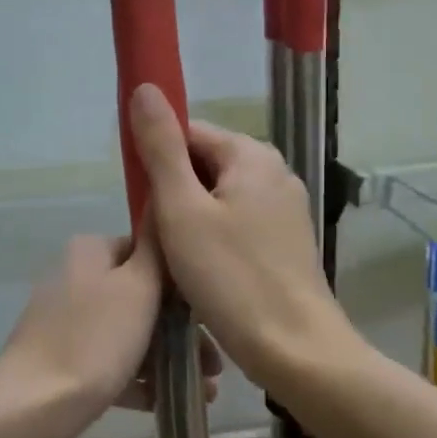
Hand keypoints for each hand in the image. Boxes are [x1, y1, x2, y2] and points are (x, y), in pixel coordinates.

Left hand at [0, 234, 219, 437]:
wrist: (33, 407)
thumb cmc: (95, 339)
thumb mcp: (138, 285)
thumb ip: (156, 246)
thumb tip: (163, 201)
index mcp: (90, 252)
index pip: (148, 253)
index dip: (183, 283)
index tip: (212, 315)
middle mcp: (75, 279)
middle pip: (142, 297)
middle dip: (182, 330)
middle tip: (215, 363)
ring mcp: (66, 322)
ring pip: (129, 333)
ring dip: (168, 356)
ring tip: (205, 389)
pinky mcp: (63, 361)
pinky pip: (110, 363)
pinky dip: (140, 378)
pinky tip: (170, 401)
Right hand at [129, 84, 362, 394]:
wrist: (295, 349)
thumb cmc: (232, 278)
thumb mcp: (182, 210)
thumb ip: (161, 148)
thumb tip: (144, 88)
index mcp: (253, 155)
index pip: (189, 133)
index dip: (156, 161)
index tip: (141, 202)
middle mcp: (275, 173)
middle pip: (204, 166)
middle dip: (173, 196)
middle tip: (158, 239)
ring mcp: (285, 209)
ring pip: (218, 200)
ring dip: (190, 222)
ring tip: (177, 260)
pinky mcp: (287, 243)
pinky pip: (237, 226)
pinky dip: (213, 241)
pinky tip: (203, 273)